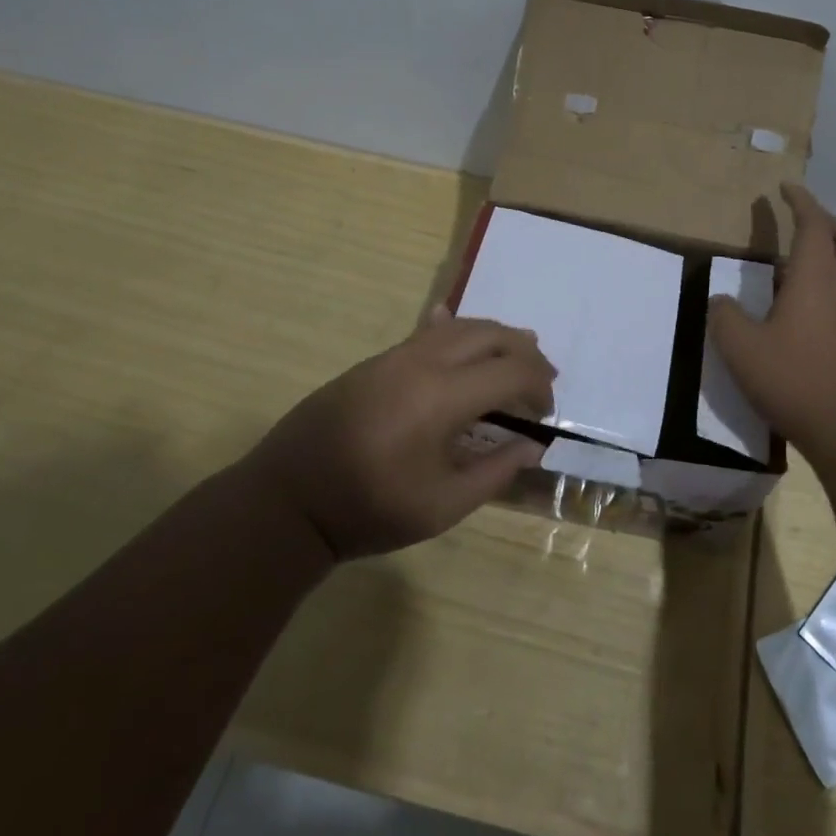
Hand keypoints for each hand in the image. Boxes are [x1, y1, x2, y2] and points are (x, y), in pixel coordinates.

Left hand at [246, 308, 555, 559]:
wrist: (289, 499)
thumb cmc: (369, 510)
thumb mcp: (442, 506)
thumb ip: (495, 472)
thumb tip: (533, 445)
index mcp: (442, 397)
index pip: (511, 371)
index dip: (539, 387)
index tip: (546, 413)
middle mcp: (423, 362)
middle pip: (491, 335)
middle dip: (525, 352)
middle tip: (542, 380)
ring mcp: (396, 356)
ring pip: (460, 326)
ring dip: (495, 336)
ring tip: (515, 355)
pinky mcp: (376, 361)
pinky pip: (427, 332)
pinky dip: (458, 332)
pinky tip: (459, 331)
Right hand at [708, 182, 835, 459]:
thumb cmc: (794, 381)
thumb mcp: (740, 349)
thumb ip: (725, 317)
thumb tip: (721, 300)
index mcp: (814, 280)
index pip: (812, 226)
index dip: (800, 202)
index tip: (785, 187)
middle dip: (826, 221)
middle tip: (802, 219)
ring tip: (813, 254)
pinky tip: (822, 300)